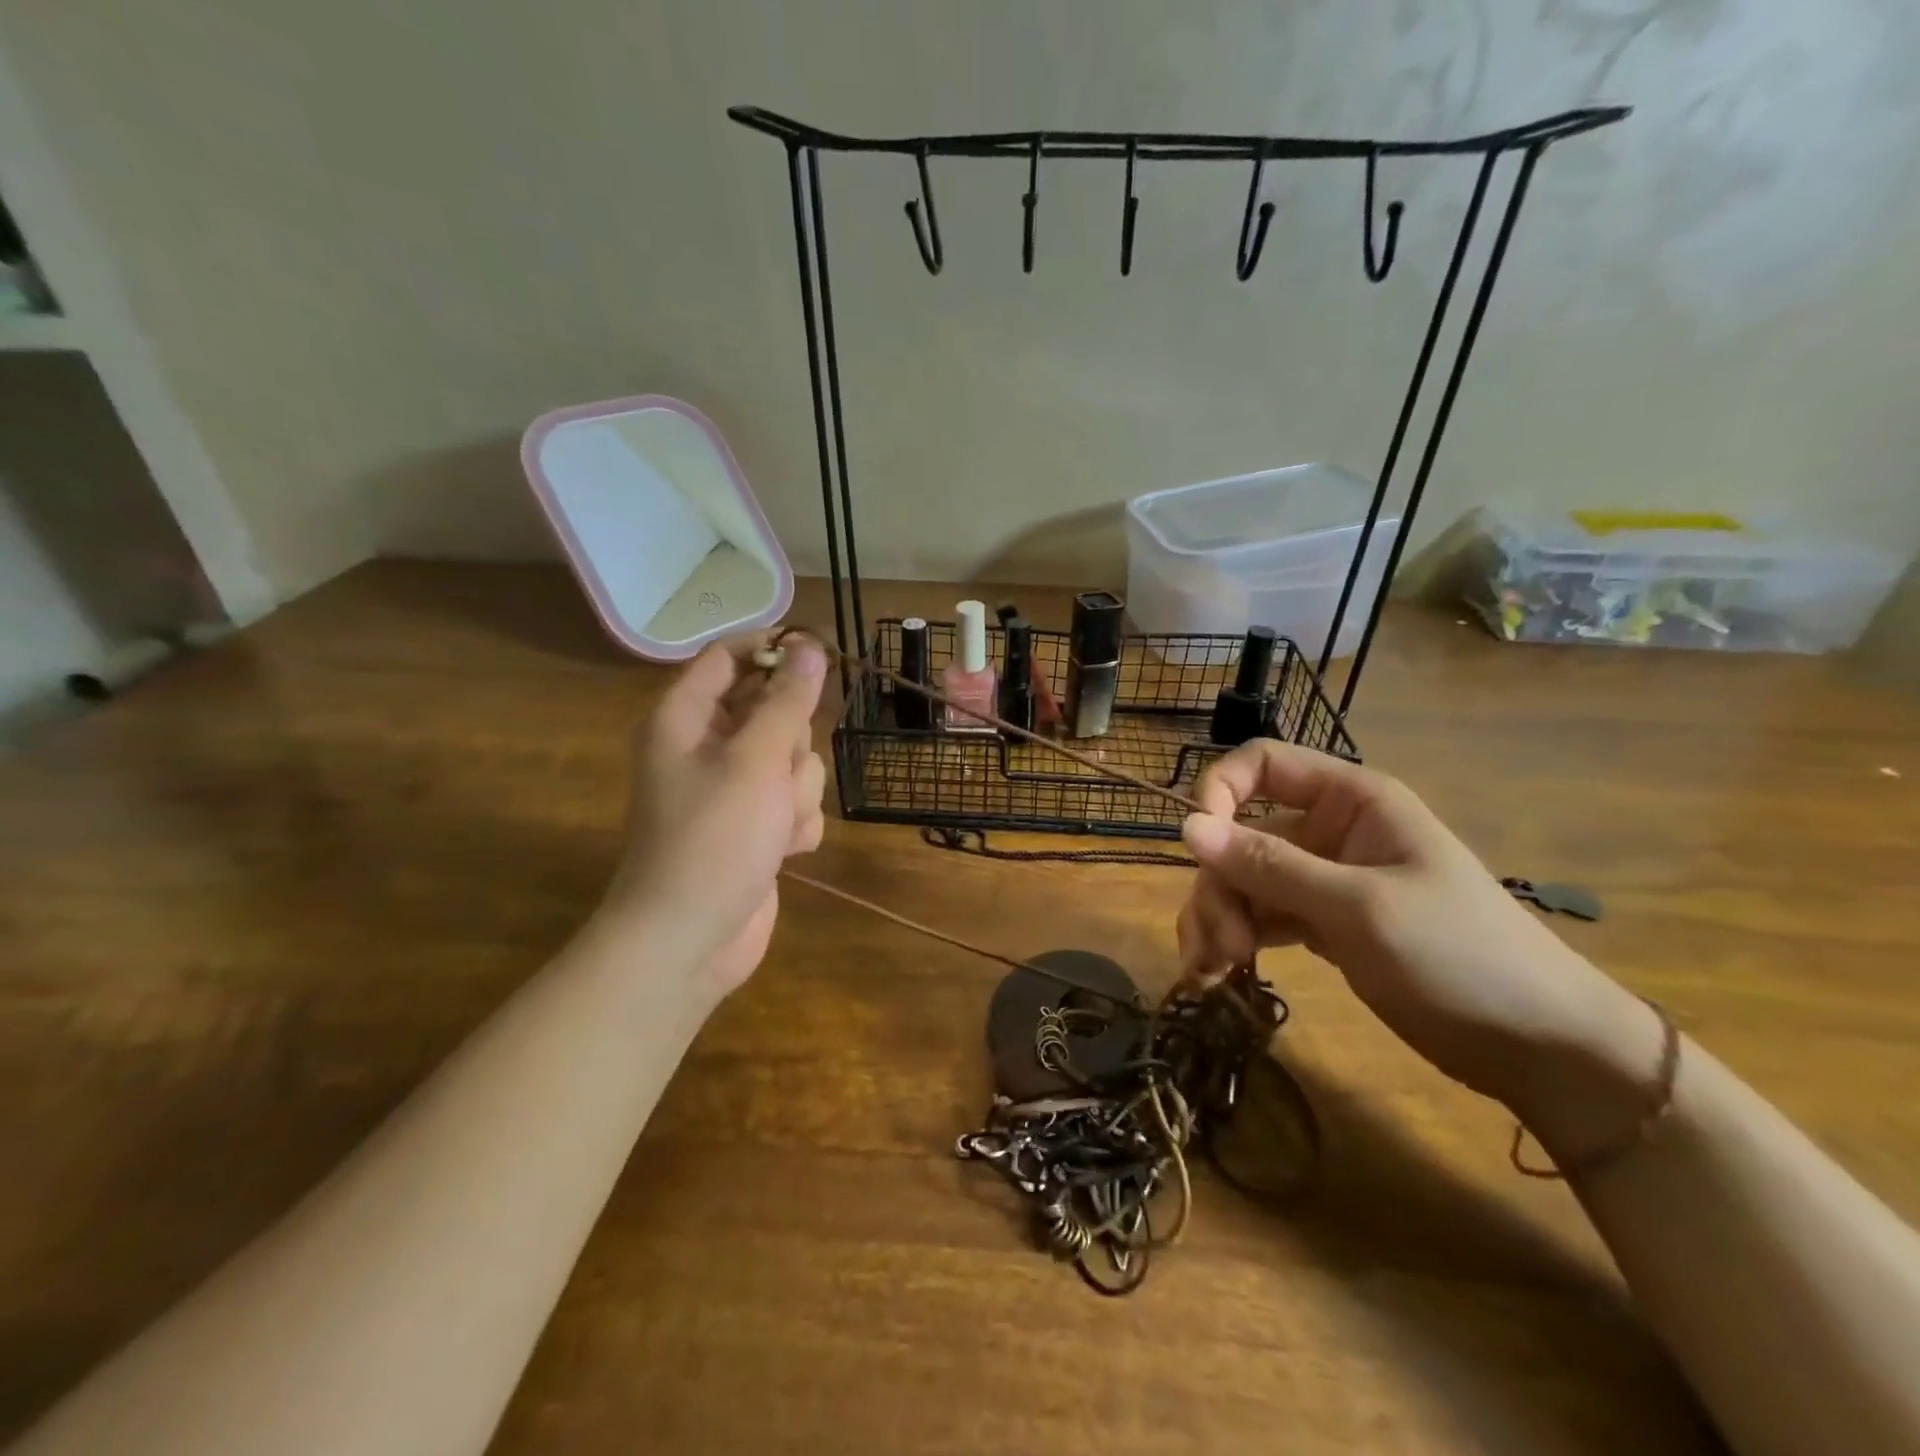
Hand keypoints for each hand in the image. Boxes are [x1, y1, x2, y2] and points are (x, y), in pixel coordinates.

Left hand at [599, 635, 828, 996]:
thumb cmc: (714, 839)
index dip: (773, 650)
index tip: (819, 654)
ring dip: (797, 793)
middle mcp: (708, 747)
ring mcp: (735, 790)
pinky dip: (796, 826)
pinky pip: (796, 803)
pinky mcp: (758, 826)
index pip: (729, 657)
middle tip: (778, 770)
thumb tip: (809, 645)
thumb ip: (787, 701)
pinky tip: (782, 852)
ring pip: (795, 761)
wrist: (690, 940)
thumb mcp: (756, 760)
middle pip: (773, 710)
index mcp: (686, 719)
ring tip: (775, 824)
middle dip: (791, 743)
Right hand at [1177, 741, 1655, 1116]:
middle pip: (1240, 835)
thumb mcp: (1358, 908)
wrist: (1540, 1048)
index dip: (1220, 792)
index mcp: (1352, 801)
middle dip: (1218, 887)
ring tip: (1213, 971)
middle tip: (1218, 948)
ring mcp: (1323, 878)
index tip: (1198, 845)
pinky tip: (1218, 975)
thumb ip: (1269, 866)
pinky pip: (1258, 916)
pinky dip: (1234, 940)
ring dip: (1217, 919)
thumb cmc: (1460, 957)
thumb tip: (1187, 826)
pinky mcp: (1320, 923)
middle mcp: (1330, 831)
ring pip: (1242, 880)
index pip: (1262, 764)